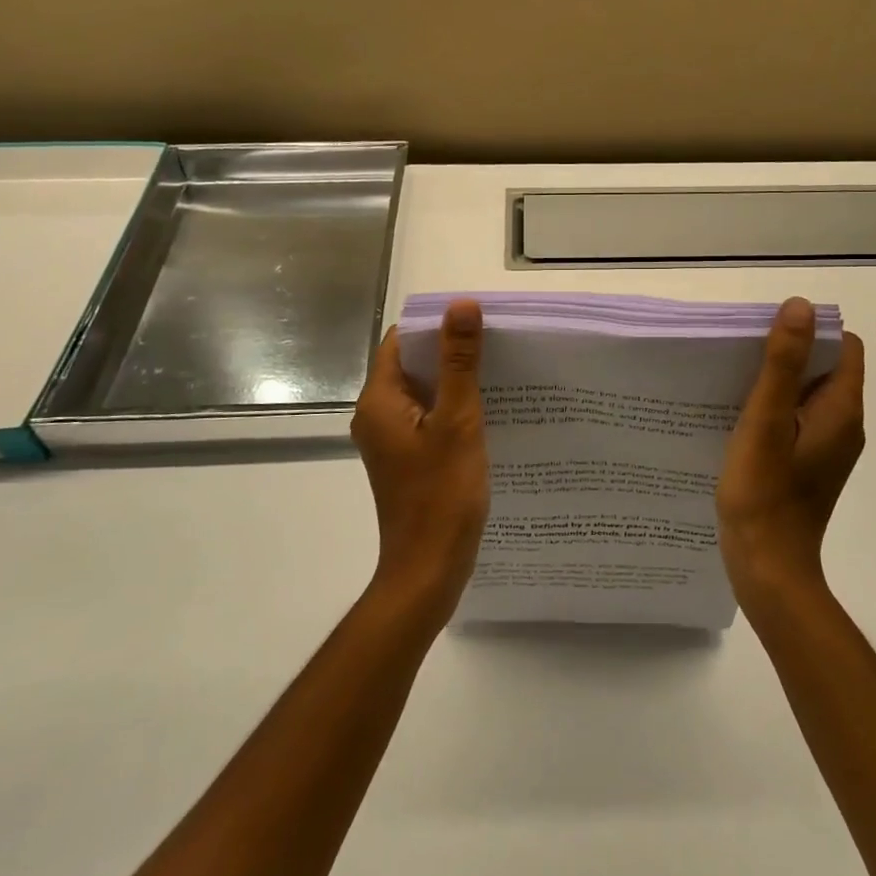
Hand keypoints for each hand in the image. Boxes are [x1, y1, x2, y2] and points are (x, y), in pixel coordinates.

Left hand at [351, 298, 490, 624]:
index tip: (478, 322)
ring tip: (499, 372)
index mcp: (379, 400)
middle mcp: (377, 414)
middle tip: (497, 344)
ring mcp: (390, 439)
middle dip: (450, 351)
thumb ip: (459, 362)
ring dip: (454, 380)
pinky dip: (452, 408)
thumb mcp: (457, 421)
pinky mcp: (406, 458)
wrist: (429, 569)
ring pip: (422, 392)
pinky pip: (428, 417)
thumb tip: (461, 305)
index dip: (436, 325)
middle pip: (412, 364)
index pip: (402, 340)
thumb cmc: (442, 495)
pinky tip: (488, 411)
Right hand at [717, 297, 865, 608]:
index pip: (843, 346)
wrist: (768, 568)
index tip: (768, 336)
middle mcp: (844, 425)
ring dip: (778, 383)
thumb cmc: (764, 493)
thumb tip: (800, 305)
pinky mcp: (810, 466)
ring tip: (734, 386)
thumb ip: (783, 363)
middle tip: (742, 359)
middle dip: (789, 354)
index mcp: (842, 409)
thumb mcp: (767, 420)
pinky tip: (740, 422)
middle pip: (825, 368)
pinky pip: (798, 421)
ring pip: (808, 396)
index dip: (810, 332)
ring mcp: (828, 449)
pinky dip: (775, 411)